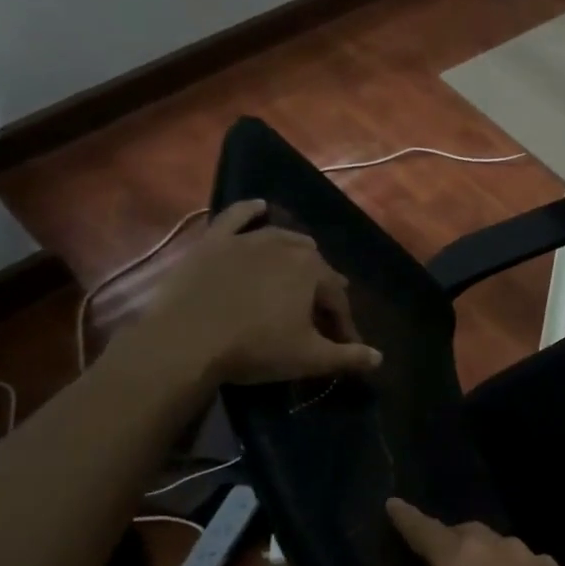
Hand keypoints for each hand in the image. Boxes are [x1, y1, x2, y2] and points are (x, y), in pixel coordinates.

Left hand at [132, 200, 382, 386]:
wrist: (185, 342)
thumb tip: (379, 358)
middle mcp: (286, 247)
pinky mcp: (213, 242)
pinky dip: (249, 211)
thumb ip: (348, 357)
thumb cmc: (255, 349)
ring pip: (282, 239)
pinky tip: (260, 207)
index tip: (341, 346)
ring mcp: (247, 240)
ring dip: (295, 253)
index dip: (342, 324)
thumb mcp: (309, 358)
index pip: (337, 299)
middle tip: (315, 317)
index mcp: (314, 271)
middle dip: (320, 290)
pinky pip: (235, 217)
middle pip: (313, 267)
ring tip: (298, 272)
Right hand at [270, 499, 564, 565]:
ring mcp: (543, 563)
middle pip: (469, 535)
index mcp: (461, 557)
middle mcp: (503, 547)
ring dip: (490, 563)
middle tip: (436, 554)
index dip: (405, 518)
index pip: (423, 528)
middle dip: (449, 539)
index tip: (393, 504)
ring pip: (508, 554)